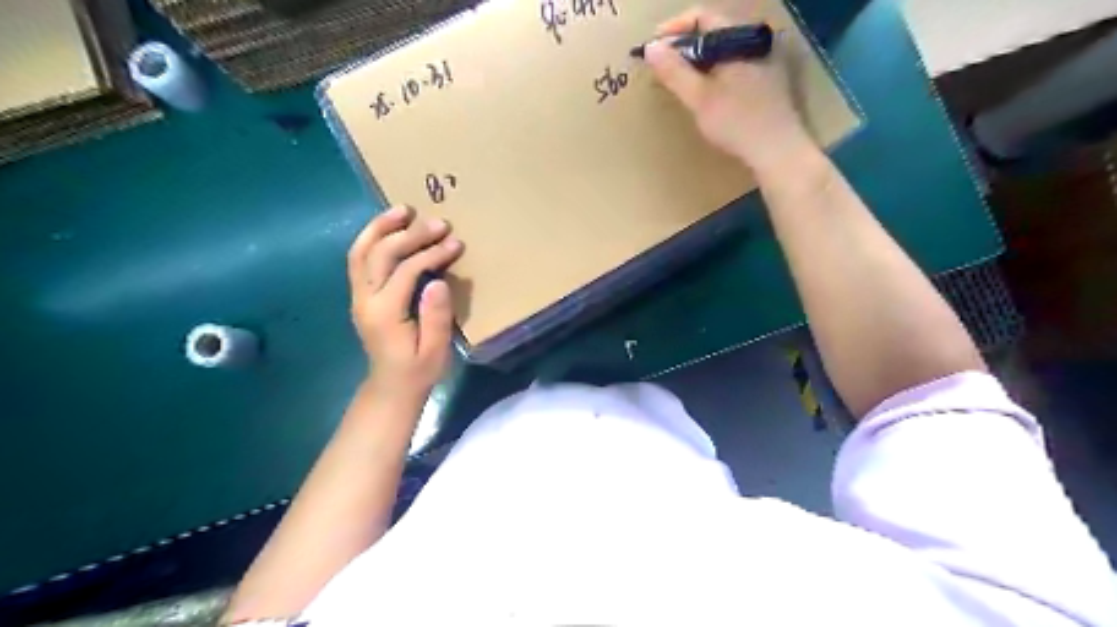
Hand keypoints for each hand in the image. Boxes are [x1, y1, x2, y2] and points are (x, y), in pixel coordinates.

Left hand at [349, 207, 464, 399]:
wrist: (390, 387)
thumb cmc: (418, 371)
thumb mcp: (435, 351)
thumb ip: (436, 317)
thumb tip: (437, 280)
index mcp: (385, 313)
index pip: (406, 271)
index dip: (431, 253)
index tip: (455, 243)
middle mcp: (365, 299)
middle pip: (381, 253)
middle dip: (410, 234)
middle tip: (439, 222)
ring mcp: (358, 295)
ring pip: (361, 251)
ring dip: (381, 227)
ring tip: (403, 209)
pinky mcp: (360, 295)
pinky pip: (359, 259)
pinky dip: (372, 238)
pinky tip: (388, 227)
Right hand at [647, 5, 813, 174]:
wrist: (777, 150)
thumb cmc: (736, 122)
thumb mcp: (699, 98)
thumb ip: (674, 71)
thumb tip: (651, 48)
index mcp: (739, 38)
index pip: (701, 18)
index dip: (673, 30)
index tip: (653, 50)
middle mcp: (755, 41)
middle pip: (712, 33)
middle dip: (683, 48)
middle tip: (662, 68)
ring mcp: (765, 60)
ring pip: (723, 51)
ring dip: (698, 62)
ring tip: (679, 81)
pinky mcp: (767, 80)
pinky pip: (734, 65)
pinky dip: (714, 72)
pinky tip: (704, 93)